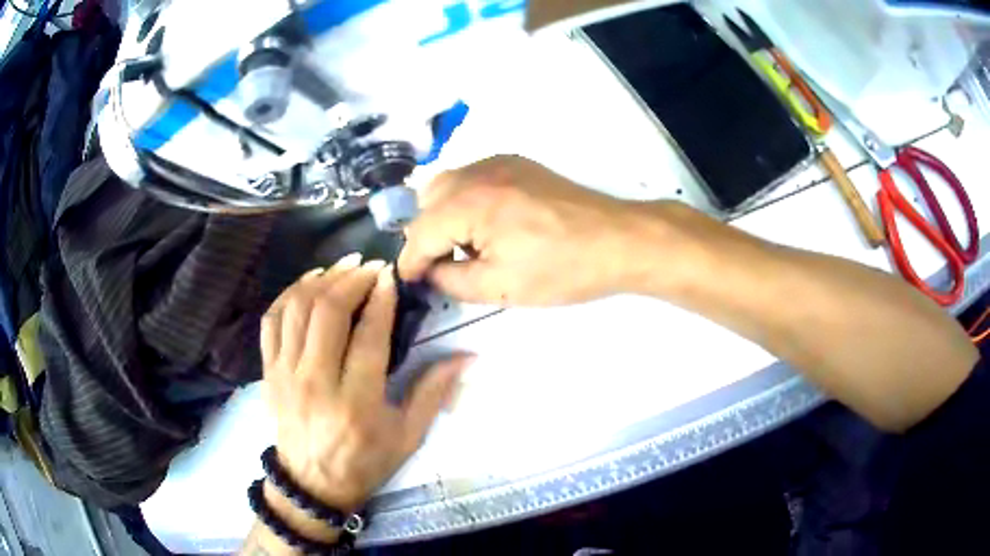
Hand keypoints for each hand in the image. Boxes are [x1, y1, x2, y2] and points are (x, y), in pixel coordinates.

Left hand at [261, 255, 470, 512]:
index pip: (368, 336)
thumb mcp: (407, 436)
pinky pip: (272, 321)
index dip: (381, 298)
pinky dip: (289, 294)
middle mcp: (316, 382)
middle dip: (352, 279)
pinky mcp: (268, 372)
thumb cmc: (364, 462)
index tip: (390, 276)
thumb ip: (433, 392)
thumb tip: (466, 357)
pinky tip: (308, 284)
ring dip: (321, 279)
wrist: (311, 483)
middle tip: (370, 266)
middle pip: (328, 312)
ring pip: (297, 309)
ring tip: (343, 267)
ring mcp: (285, 375)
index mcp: (356, 403)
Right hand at [399, 155, 658, 305]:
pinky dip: (464, 199)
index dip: (411, 261)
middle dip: (425, 235)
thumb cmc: (562, 270)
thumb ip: (451, 281)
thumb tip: (431, 272)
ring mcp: (499, 163)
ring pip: (447, 184)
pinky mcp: (516, 163)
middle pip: (427, 201)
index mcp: (471, 202)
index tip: (409, 282)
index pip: (420, 231)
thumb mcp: (500, 288)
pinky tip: (484, 224)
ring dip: (442, 215)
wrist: (617, 241)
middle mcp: (478, 172)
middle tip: (441, 266)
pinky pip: (472, 177)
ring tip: (462, 246)